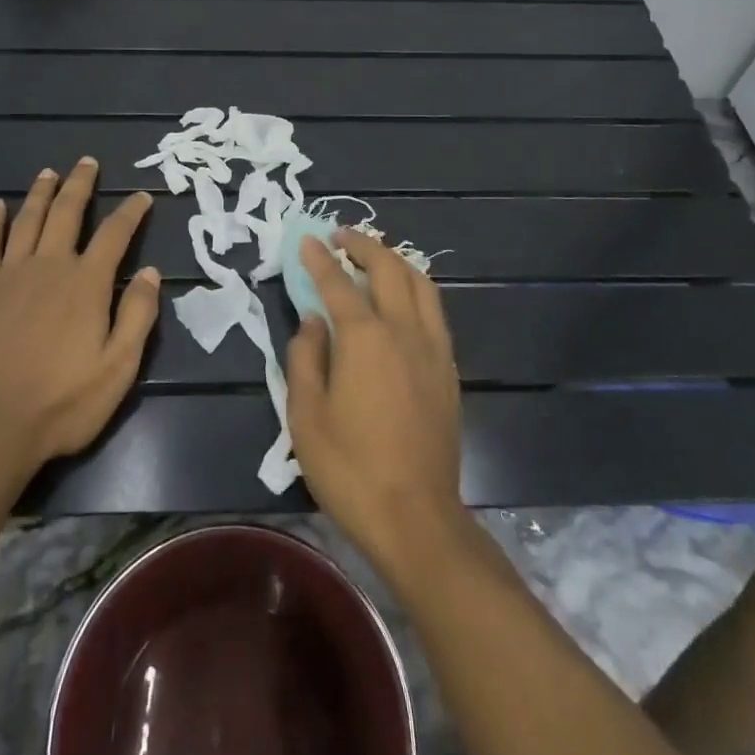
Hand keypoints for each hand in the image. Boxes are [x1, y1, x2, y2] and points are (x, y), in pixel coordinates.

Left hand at [0, 159, 158, 481]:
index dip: (131, 212)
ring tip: (49, 172)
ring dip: (40, 192)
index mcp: (87, 283)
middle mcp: (50, 266)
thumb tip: (152, 272)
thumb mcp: (118, 367)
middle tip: (88, 162)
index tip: (142, 196)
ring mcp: (11, 275)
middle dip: (80, 184)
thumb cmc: (63, 402)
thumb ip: (138, 315)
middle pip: (67, 212)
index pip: (115, 234)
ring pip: (27, 219)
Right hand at [285, 229, 468, 580]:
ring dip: (395, 260)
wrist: (416, 518)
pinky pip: (435, 310)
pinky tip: (403, 299)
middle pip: (388, 268)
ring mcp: (433, 348)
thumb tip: (313, 321)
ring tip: (375, 257)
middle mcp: (404, 330)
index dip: (320, 258)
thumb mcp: (306, 415)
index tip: (307, 240)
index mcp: (364, 338)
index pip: (338, 283)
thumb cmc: (350, 468)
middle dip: (363, 245)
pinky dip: (416, 288)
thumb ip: (306, 357)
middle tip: (341, 237)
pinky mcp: (449, 369)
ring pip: (420, 283)